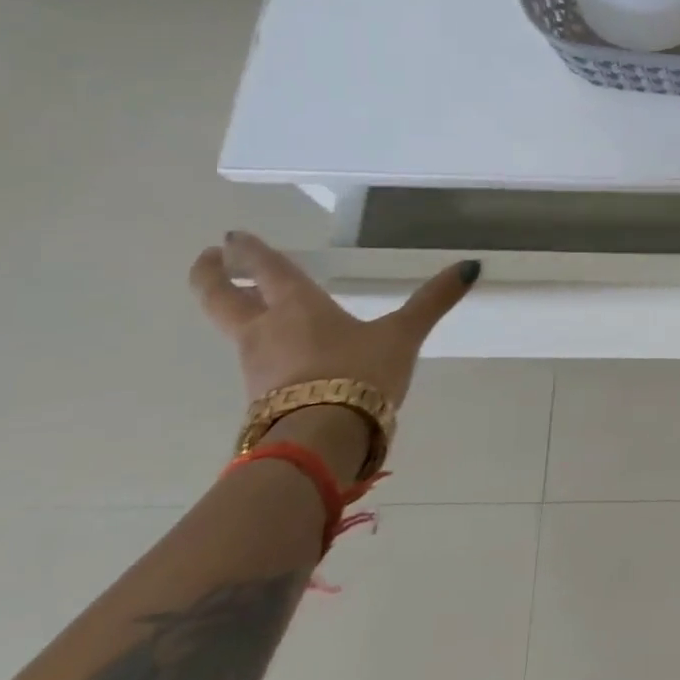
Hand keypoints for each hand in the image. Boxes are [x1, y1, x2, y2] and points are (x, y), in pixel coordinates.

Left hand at [190, 232, 478, 478]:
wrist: (322, 443)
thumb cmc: (359, 374)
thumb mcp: (403, 335)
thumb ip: (432, 301)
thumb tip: (470, 266)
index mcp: (296, 306)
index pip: (265, 269)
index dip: (247, 251)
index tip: (230, 237)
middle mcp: (265, 330)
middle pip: (220, 299)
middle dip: (210, 276)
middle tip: (209, 258)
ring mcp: (255, 368)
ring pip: (236, 332)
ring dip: (237, 313)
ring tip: (254, 306)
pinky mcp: (259, 400)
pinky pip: (255, 364)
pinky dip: (260, 350)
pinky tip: (282, 357)